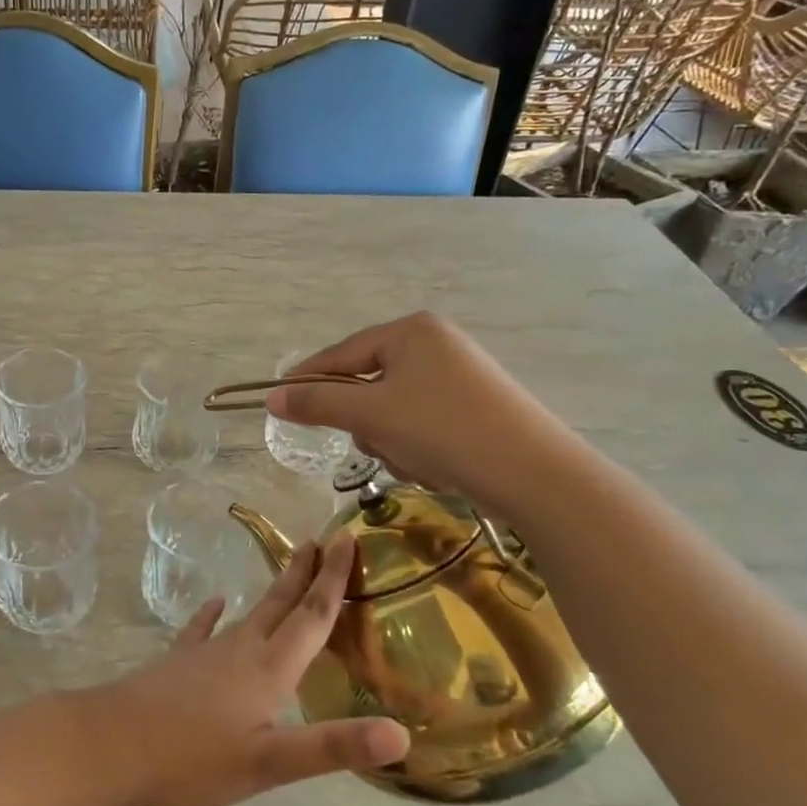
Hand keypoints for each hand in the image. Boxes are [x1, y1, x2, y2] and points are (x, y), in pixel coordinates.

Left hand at [81, 538, 409, 805]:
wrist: (111, 743)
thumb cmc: (192, 758)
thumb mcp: (269, 763)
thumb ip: (332, 747)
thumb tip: (400, 733)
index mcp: (268, 669)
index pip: (311, 615)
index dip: (333, 579)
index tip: (348, 539)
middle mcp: (240, 649)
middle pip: (281, 603)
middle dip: (306, 572)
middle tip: (324, 539)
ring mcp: (205, 652)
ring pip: (249, 613)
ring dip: (274, 590)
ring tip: (288, 568)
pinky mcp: (178, 662)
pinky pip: (201, 629)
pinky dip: (212, 614)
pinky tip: (214, 604)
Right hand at [266, 312, 572, 520]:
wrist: (534, 474)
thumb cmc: (442, 430)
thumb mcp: (371, 415)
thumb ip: (317, 403)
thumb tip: (272, 397)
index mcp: (410, 331)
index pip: (342, 353)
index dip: (307, 378)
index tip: (278, 400)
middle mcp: (436, 343)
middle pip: (368, 382)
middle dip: (366, 420)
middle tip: (377, 442)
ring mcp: (459, 375)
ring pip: (393, 408)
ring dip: (391, 438)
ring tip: (415, 459)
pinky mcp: (476, 406)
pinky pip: (422, 421)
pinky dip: (418, 445)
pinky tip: (437, 465)